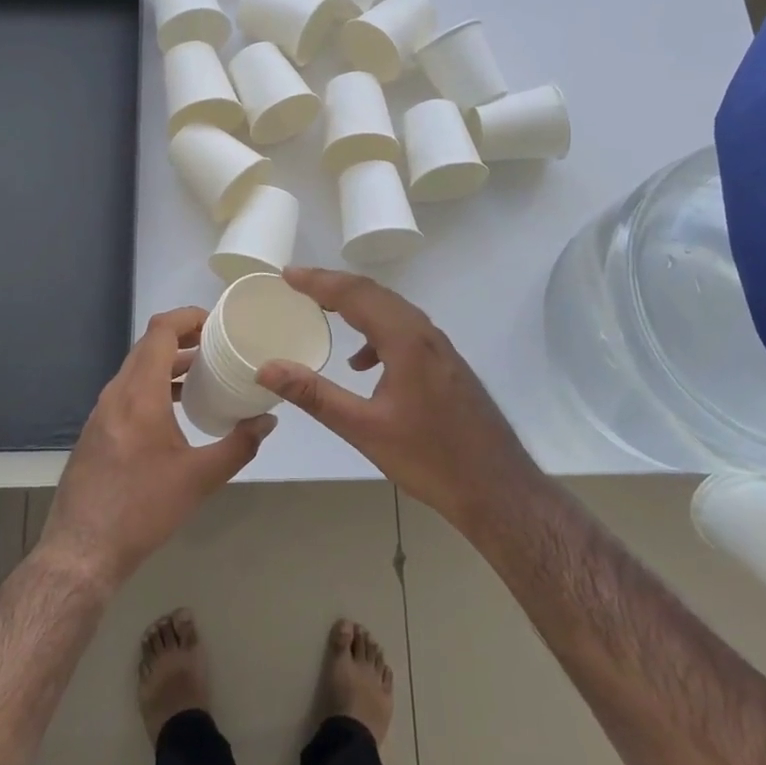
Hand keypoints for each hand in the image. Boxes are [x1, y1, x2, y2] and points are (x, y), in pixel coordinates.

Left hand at [40, 307, 273, 591]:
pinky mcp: (97, 430)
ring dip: (168, 363)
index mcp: (140, 393)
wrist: (81, 551)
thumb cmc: (143, 509)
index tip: (217, 322)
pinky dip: (154, 384)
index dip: (188, 316)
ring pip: (137, 368)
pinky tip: (175, 410)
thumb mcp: (200, 479)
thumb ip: (239, 445)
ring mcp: (102, 411)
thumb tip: (268, 420)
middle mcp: (116, 393)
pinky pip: (127, 390)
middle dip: (184, 337)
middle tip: (218, 345)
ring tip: (203, 373)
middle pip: (149, 345)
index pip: (160, 331)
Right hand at [255, 268, 542, 534]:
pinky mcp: (446, 365)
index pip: (355, 295)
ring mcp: (440, 348)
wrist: (498, 489)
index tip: (287, 274)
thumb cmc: (430, 458)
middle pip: (375, 294)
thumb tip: (267, 368)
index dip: (318, 281)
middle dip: (334, 285)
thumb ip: (314, 395)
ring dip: (356, 306)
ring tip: (323, 312)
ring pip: (392, 310)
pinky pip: (405, 331)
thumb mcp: (364, 429)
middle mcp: (425, 333)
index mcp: (406, 340)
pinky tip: (364, 364)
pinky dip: (377, 332)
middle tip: (297, 284)